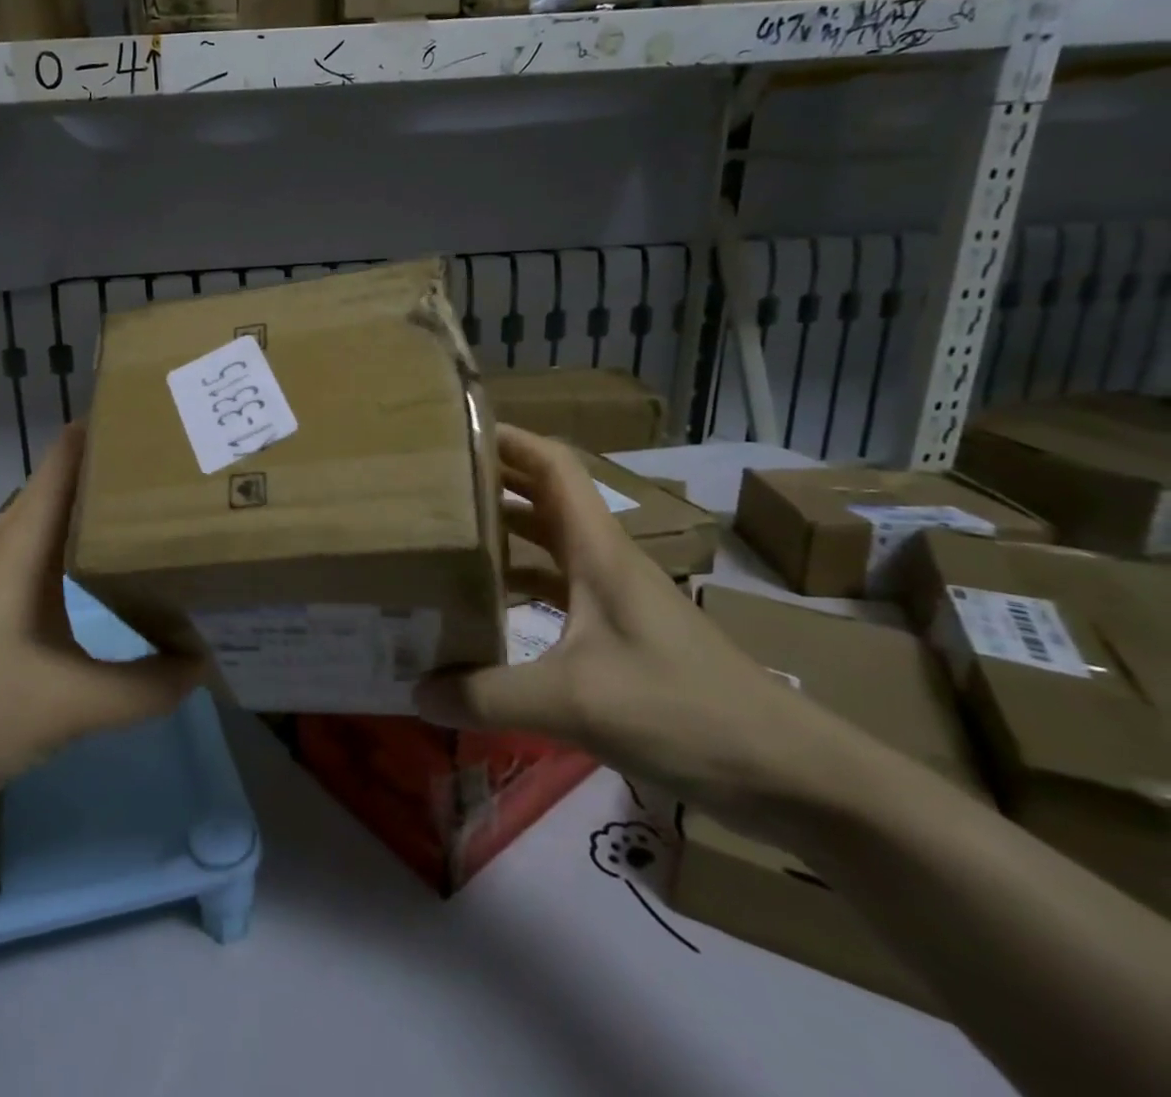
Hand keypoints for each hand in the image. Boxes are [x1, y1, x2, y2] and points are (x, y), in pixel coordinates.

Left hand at [0, 423, 204, 823]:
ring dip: (109, 522)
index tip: (169, 416)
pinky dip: (91, 565)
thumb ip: (141, 690)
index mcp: (24, 541)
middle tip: (192, 470)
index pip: (70, 455)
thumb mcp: (63, 706)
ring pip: (64, 532)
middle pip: (74, 488)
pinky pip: (54, 571)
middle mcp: (12, 548)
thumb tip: (202, 664)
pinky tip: (119, 589)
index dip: (114, 426)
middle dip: (128, 475)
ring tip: (172, 519)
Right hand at [415, 427, 851, 828]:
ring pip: (550, 546)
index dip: (509, 439)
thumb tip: (417, 691)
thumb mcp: (575, 703)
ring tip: (446, 541)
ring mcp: (617, 599)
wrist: (790, 773)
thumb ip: (489, 695)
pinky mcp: (623, 635)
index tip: (455, 434)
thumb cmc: (685, 712)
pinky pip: (560, 590)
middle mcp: (606, 561)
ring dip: (504, 536)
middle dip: (492, 483)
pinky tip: (489, 612)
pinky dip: (522, 587)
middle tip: (431, 487)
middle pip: (545, 499)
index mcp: (600, 551)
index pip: (554, 465)